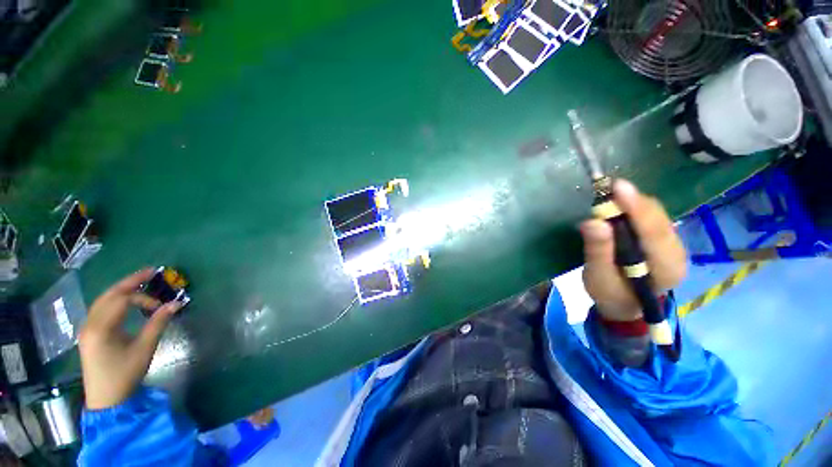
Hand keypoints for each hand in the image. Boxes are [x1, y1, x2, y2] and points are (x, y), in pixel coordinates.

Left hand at [78, 269, 182, 409]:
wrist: (106, 399)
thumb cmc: (125, 374)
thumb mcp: (144, 348)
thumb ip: (158, 323)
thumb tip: (176, 303)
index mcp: (101, 328)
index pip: (123, 300)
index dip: (144, 299)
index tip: (161, 307)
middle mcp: (89, 323)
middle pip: (109, 295)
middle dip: (130, 282)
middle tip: (151, 272)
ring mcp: (86, 328)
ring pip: (103, 300)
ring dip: (122, 290)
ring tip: (140, 283)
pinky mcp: (89, 333)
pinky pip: (100, 309)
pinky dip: (115, 300)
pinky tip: (125, 301)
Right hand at [579, 180, 686, 320]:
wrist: (625, 304)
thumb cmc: (611, 295)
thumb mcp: (599, 278)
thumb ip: (598, 251)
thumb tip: (593, 222)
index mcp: (666, 268)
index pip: (653, 231)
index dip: (636, 207)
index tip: (618, 187)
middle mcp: (677, 251)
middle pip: (657, 218)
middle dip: (632, 201)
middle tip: (605, 189)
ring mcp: (673, 243)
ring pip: (655, 214)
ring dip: (631, 202)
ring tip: (608, 195)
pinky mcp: (663, 238)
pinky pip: (650, 216)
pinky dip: (632, 207)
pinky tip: (617, 205)